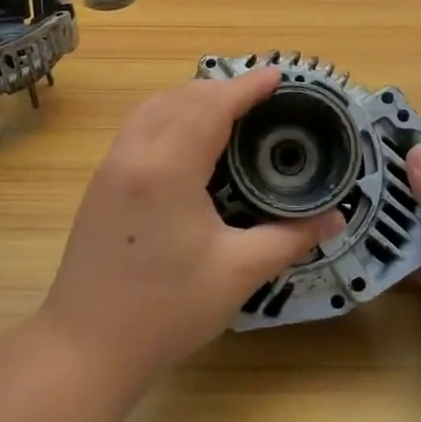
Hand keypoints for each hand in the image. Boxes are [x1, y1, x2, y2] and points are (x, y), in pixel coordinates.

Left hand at [40, 68, 339, 391]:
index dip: (246, 87)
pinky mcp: (99, 184)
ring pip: (152, 108)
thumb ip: (289, 238)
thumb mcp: (237, 273)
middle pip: (180, 98)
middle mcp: (133, 154)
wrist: (85, 348)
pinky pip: (138, 127)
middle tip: (260, 98)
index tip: (277, 74)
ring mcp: (110, 167)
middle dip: (221, 88)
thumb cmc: (166, 310)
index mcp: (167, 168)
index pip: (211, 107)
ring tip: (227, 110)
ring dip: (191, 98)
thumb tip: (335, 219)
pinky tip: (187, 140)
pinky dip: (168, 115)